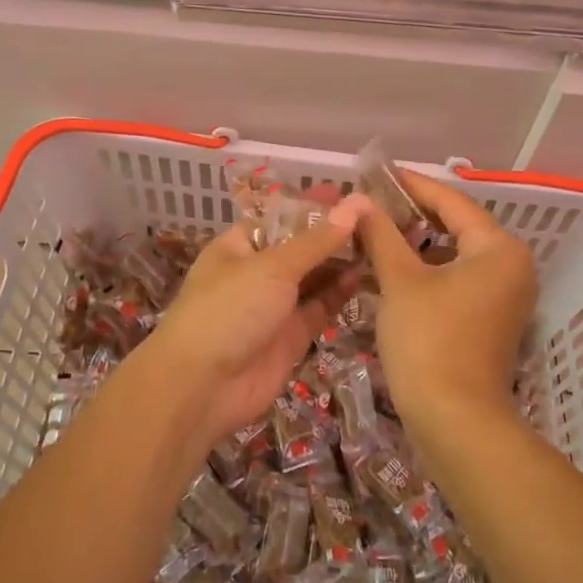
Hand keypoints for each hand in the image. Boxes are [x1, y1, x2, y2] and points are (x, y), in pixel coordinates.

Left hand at [150, 193, 370, 444]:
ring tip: (381, 244)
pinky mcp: (291, 336)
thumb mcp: (273, 266)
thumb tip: (357, 203)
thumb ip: (318, 240)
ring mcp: (274, 306)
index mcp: (240, 245)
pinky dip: (341, 293)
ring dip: (342, 263)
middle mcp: (257, 272)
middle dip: (334, 235)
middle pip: (301, 247)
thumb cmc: (229, 310)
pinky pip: (320, 308)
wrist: (201, 387)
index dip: (315, 205)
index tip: (354, 194)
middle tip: (379, 219)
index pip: (283, 216)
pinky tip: (366, 276)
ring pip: (314, 278)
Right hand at [353, 171, 537, 429]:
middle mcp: (511, 266)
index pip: (451, 201)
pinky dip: (427, 270)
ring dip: (416, 244)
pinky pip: (457, 278)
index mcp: (498, 248)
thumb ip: (381, 234)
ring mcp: (504, 295)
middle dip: (412, 214)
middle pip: (456, 226)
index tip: (378, 173)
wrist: (456, 423)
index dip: (412, 185)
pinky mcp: (490, 319)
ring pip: (454, 254)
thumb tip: (359, 201)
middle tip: (371, 203)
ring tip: (375, 231)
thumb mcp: (400, 281)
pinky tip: (391, 268)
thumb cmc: (430, 340)